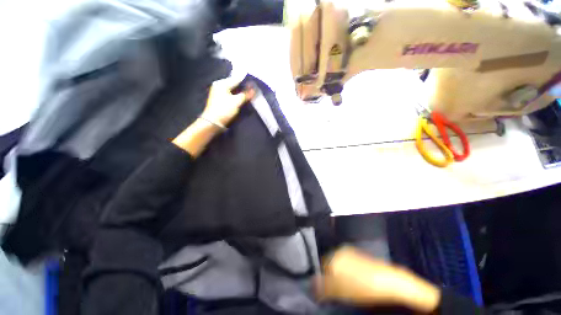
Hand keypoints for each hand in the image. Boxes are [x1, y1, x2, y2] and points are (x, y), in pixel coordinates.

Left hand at [200, 76, 254, 127]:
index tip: (255, 84)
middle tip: (254, 89)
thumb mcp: (236, 102)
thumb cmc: (224, 110)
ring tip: (250, 94)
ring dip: (241, 92)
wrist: (213, 122)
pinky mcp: (220, 99)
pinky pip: (230, 94)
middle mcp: (219, 85)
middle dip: (244, 87)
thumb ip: (245, 94)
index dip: (246, 81)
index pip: (237, 79)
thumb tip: (254, 88)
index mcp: (222, 83)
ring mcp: (219, 92)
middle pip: (234, 84)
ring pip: (233, 89)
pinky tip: (242, 98)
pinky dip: (236, 95)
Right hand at [316, 246, 440, 311]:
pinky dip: (349, 275)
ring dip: (340, 277)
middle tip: (336, 292)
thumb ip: (323, 287)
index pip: (322, 265)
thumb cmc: (362, 286)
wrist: (390, 283)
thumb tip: (311, 286)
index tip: (325, 291)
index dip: (322, 278)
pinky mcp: (362, 258)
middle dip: (330, 278)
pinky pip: (349, 266)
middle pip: (331, 265)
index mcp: (336, 254)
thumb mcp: (339, 290)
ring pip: (340, 266)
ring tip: (346, 290)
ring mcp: (353, 253)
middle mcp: (342, 250)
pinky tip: (356, 284)